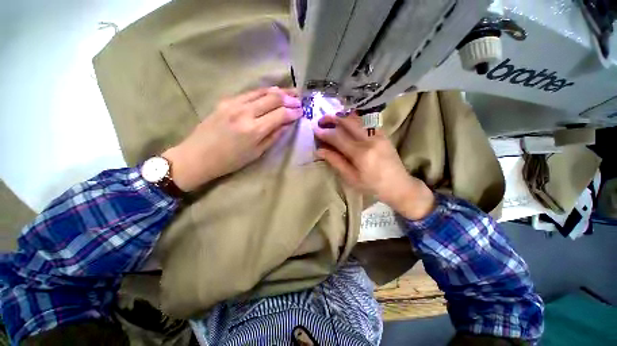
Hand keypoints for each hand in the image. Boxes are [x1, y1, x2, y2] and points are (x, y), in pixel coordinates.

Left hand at [163, 87, 301, 191]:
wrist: (198, 156)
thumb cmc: (231, 160)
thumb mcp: (257, 153)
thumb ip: (273, 136)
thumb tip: (287, 124)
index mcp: (254, 130)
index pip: (280, 114)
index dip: (293, 112)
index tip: (302, 111)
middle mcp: (245, 112)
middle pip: (273, 98)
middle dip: (289, 98)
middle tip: (299, 98)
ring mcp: (234, 104)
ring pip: (262, 91)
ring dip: (278, 91)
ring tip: (290, 91)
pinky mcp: (226, 101)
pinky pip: (249, 93)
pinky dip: (263, 92)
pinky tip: (271, 92)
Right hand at [313, 113, 434, 219]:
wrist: (399, 185)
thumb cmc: (372, 185)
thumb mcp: (351, 177)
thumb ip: (335, 161)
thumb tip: (319, 151)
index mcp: (361, 154)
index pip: (338, 137)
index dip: (325, 133)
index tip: (315, 130)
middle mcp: (370, 140)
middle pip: (348, 122)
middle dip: (332, 118)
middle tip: (321, 121)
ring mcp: (378, 134)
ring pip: (357, 119)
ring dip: (342, 117)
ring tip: (332, 120)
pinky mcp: (383, 133)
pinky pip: (366, 122)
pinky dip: (354, 119)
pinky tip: (347, 122)